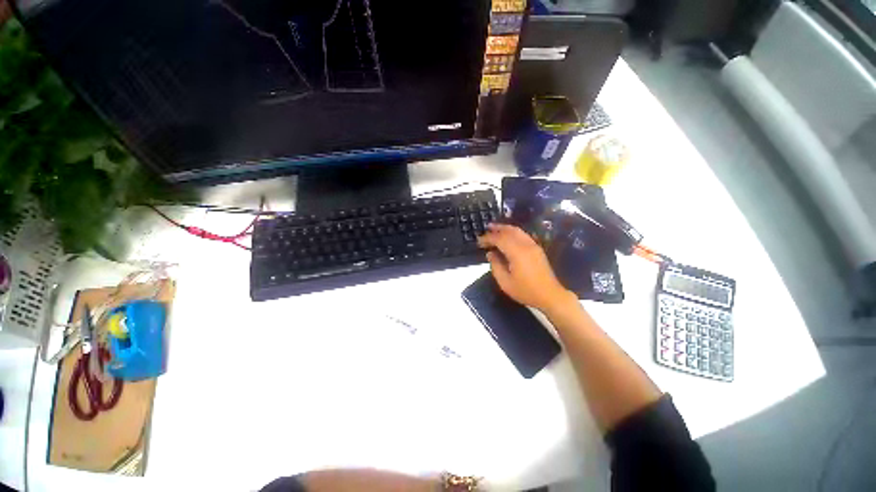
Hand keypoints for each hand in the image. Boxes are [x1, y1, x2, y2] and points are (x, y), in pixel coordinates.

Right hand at [477, 223, 575, 312]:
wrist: (550, 295)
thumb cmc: (526, 291)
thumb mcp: (505, 282)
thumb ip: (495, 265)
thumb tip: (490, 253)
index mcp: (517, 253)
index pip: (499, 239)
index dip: (488, 238)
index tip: (479, 241)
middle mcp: (525, 245)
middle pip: (509, 231)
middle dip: (497, 229)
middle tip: (486, 229)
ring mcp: (533, 246)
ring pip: (518, 231)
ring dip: (505, 228)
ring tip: (495, 229)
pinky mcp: (537, 249)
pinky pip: (523, 235)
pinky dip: (513, 232)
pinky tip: (508, 236)